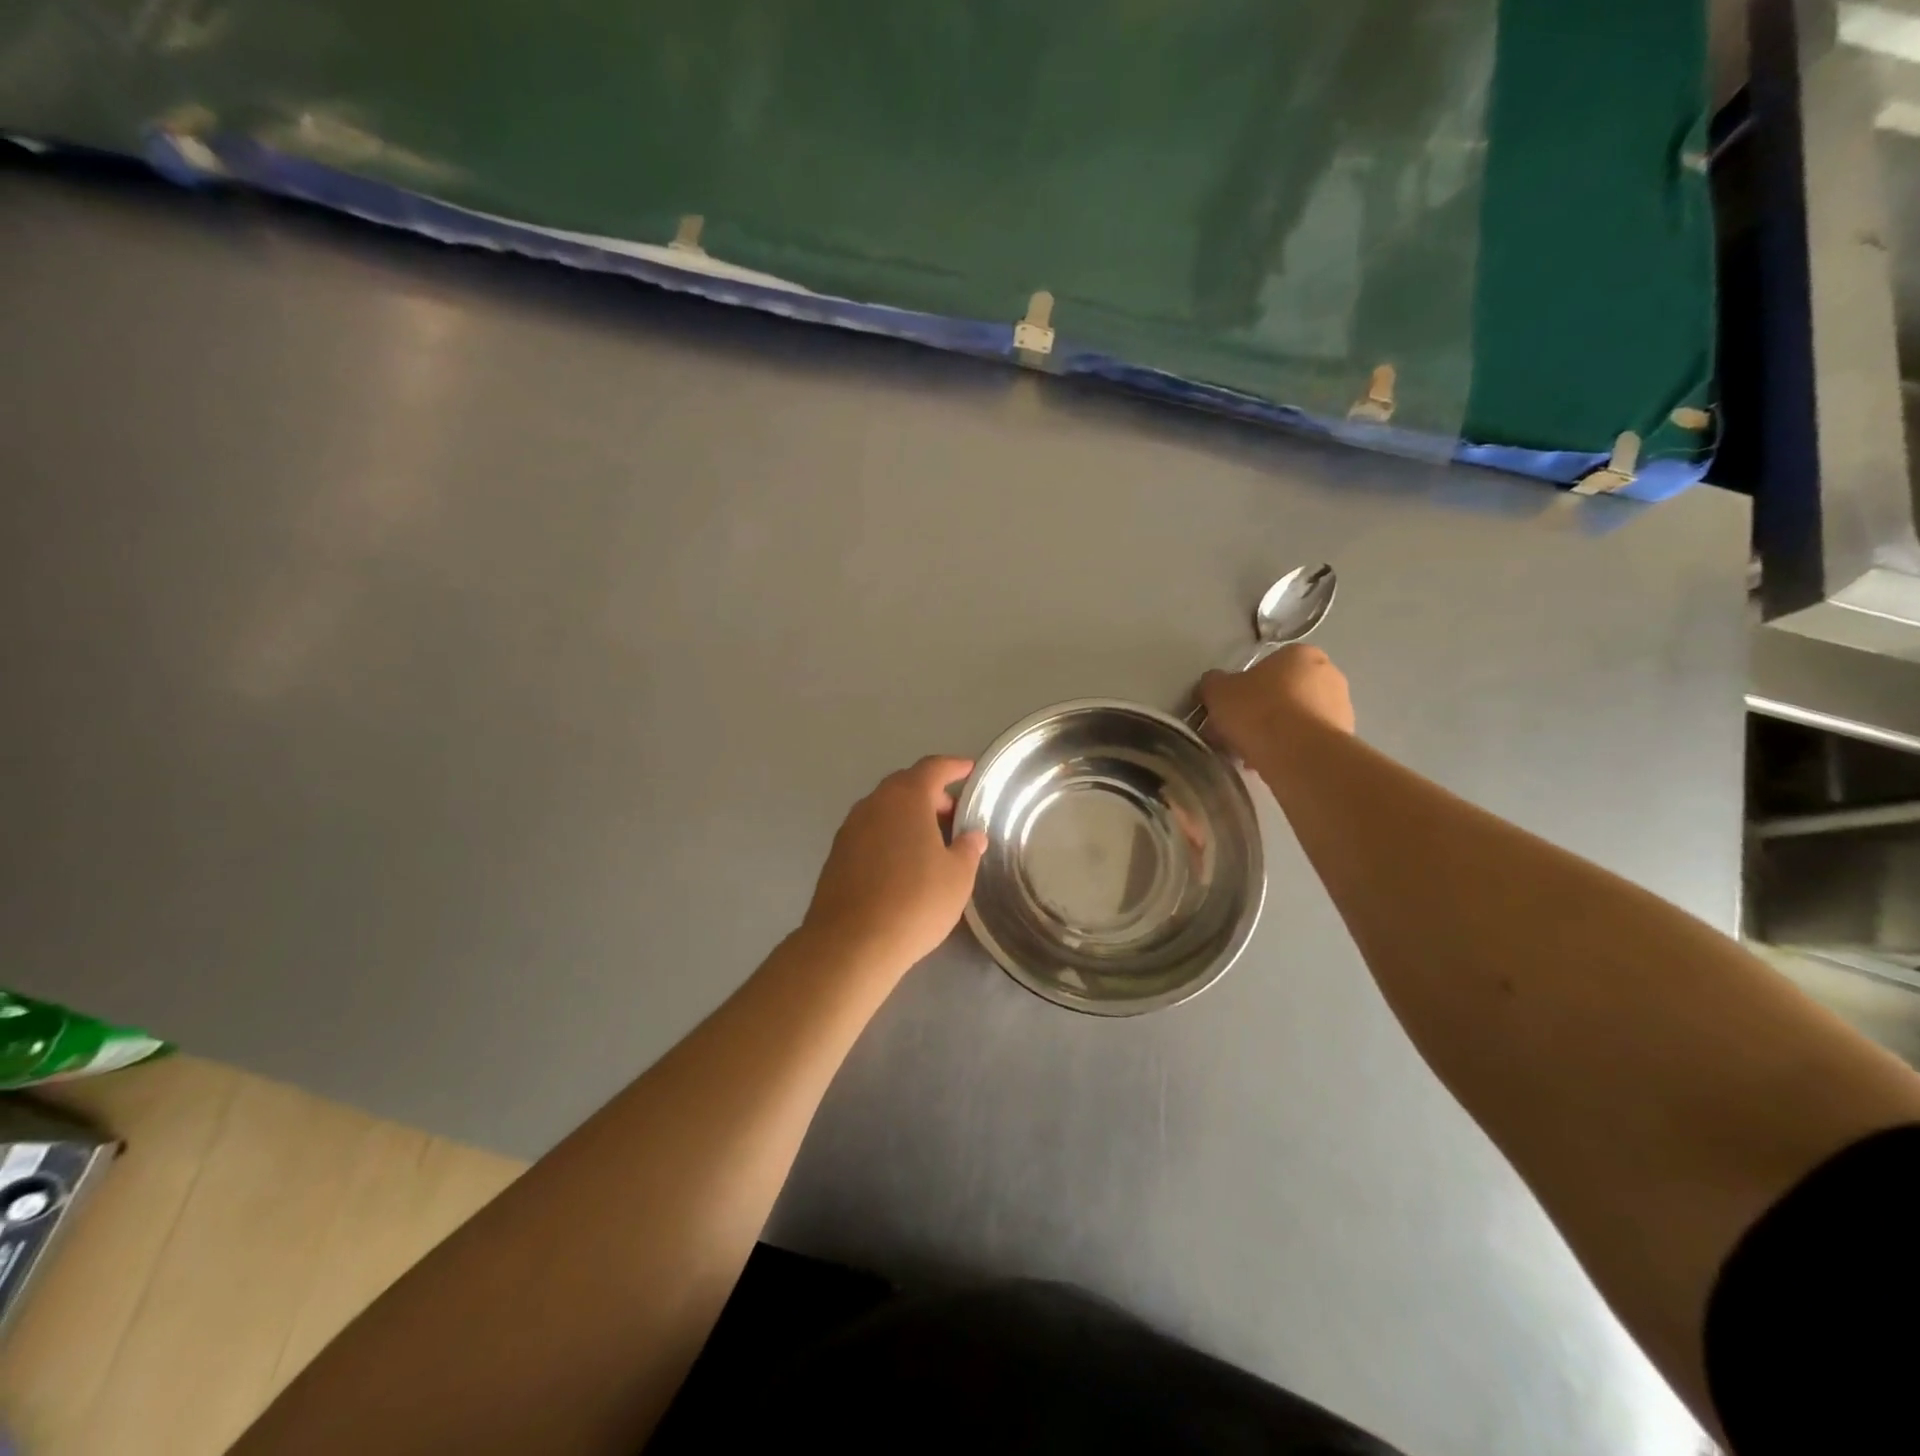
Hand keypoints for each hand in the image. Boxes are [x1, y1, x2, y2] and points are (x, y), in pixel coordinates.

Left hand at [801, 756, 987, 977]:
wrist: (851, 943)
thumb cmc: (915, 902)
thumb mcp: (957, 877)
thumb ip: (968, 849)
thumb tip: (972, 836)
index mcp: (906, 798)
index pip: (932, 768)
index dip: (954, 767)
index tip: (969, 770)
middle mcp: (873, 804)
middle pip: (905, 785)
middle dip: (931, 794)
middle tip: (954, 814)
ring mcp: (850, 828)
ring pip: (885, 809)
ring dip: (908, 816)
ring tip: (931, 842)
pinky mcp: (836, 855)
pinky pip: (870, 832)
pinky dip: (889, 835)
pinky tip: (903, 863)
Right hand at [1199, 644, 1354, 764]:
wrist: (1297, 753)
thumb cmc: (1257, 711)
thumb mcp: (1218, 691)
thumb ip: (1213, 684)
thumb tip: (1214, 685)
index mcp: (1300, 654)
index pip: (1269, 666)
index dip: (1246, 687)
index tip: (1232, 708)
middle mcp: (1328, 674)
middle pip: (1284, 692)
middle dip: (1261, 712)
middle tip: (1238, 732)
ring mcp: (1342, 707)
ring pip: (1296, 719)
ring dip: (1275, 733)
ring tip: (1250, 754)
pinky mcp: (1344, 738)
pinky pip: (1308, 741)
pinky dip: (1290, 750)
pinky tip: (1270, 763)